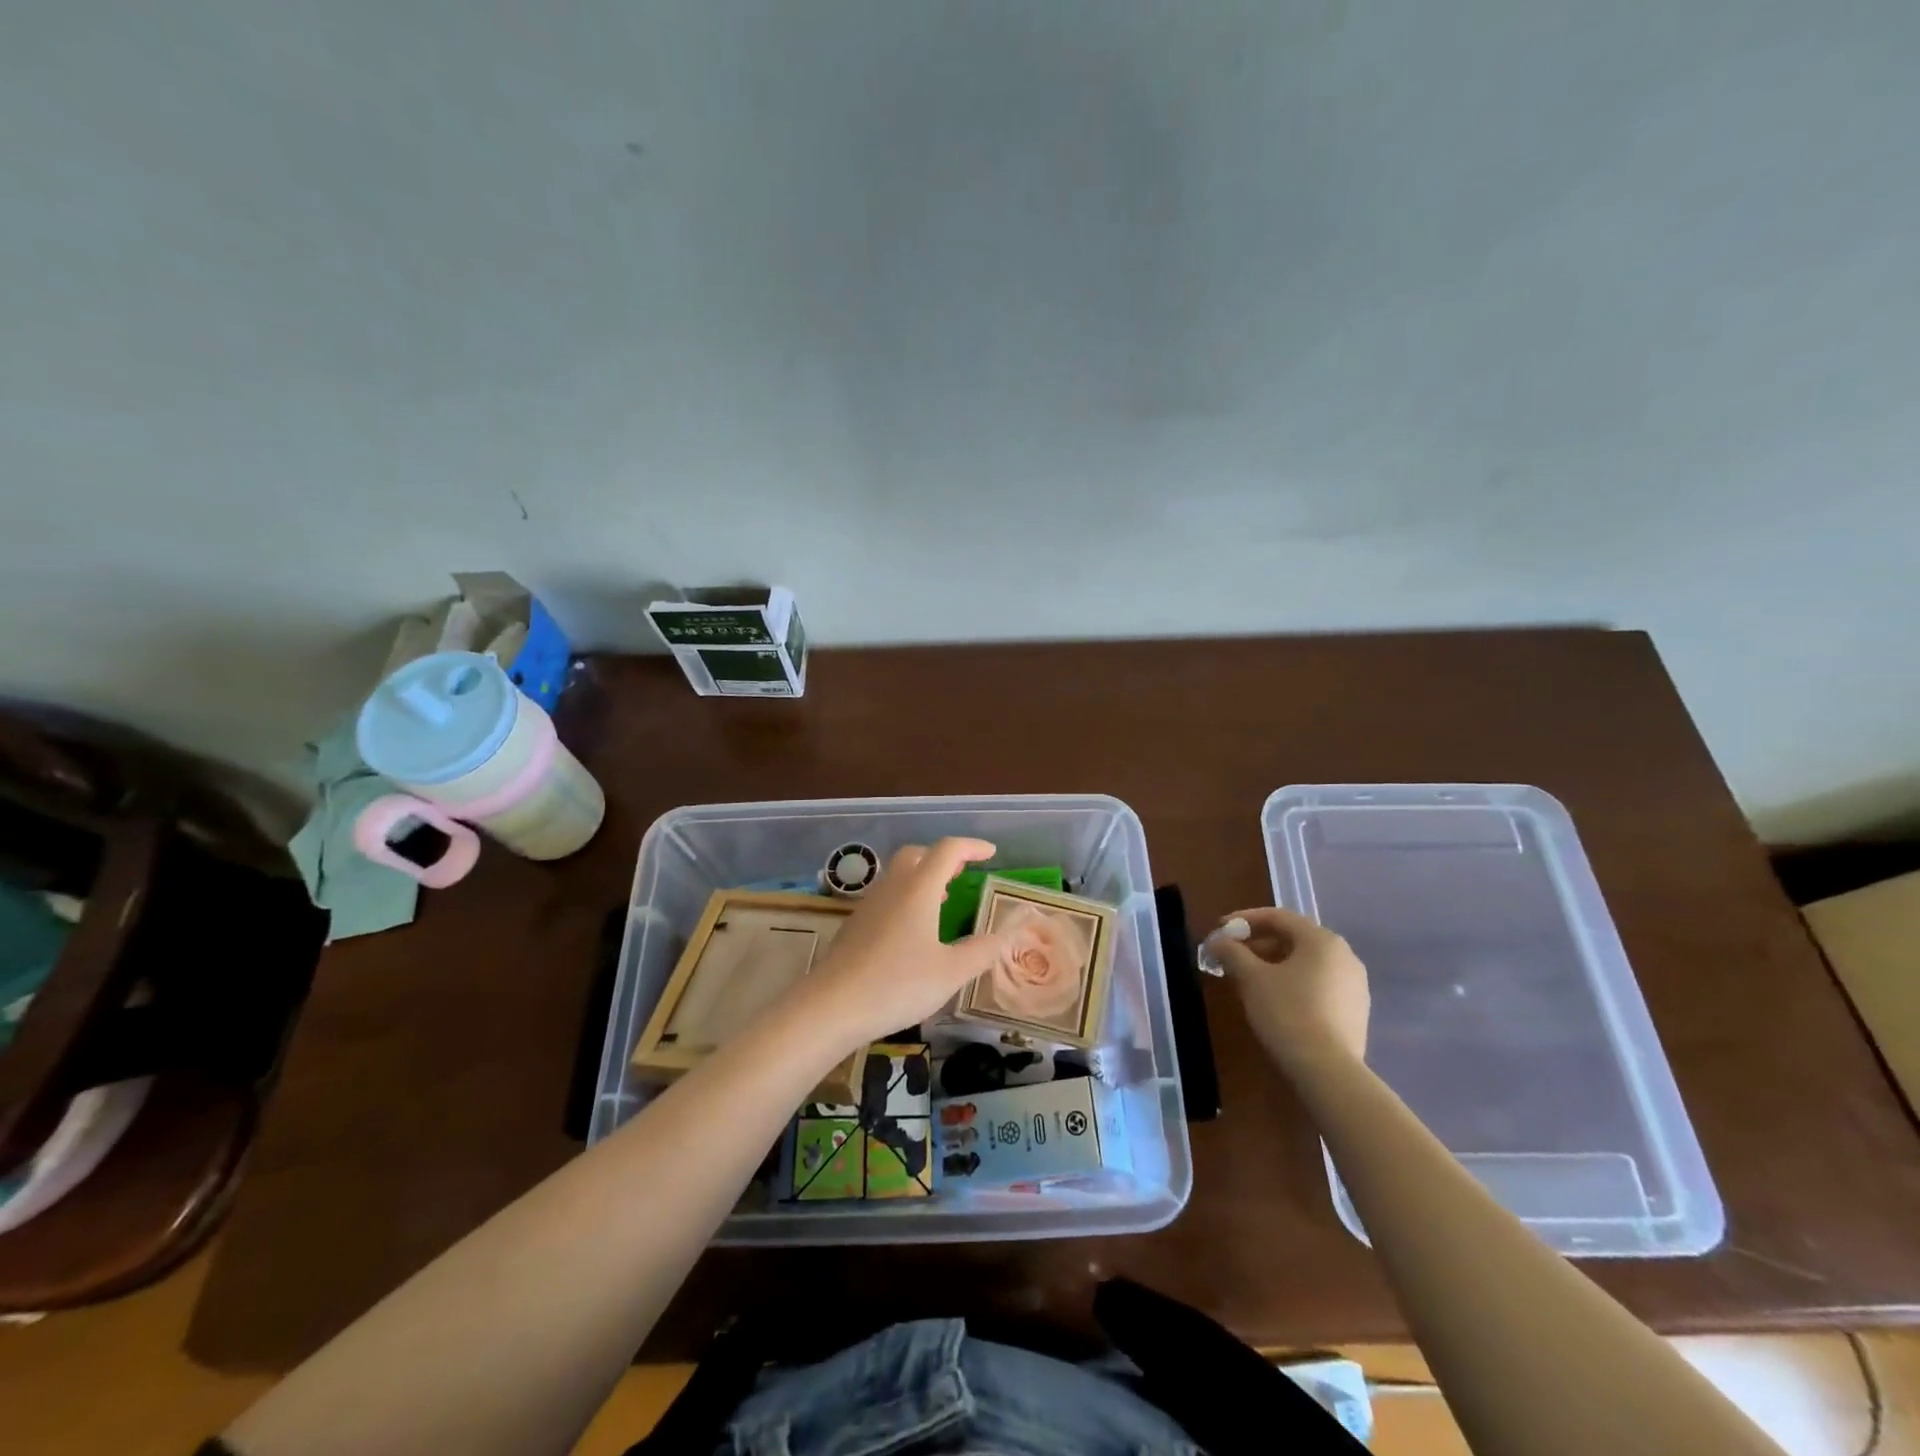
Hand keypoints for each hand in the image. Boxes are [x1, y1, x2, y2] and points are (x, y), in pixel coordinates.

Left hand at [790, 839, 1010, 1052]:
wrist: (831, 1006)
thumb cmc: (897, 985)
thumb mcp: (950, 972)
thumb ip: (981, 951)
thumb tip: (1006, 934)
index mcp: (919, 889)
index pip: (948, 850)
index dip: (971, 847)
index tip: (991, 853)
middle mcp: (892, 888)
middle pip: (917, 854)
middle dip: (942, 857)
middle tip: (962, 873)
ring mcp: (869, 905)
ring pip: (898, 874)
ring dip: (923, 876)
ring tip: (942, 899)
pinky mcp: (855, 925)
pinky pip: (886, 896)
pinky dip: (906, 897)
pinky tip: (912, 929)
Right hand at [1213, 907, 1369, 1065]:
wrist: (1328, 1071)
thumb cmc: (1287, 1012)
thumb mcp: (1251, 978)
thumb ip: (1232, 952)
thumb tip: (1218, 941)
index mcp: (1322, 940)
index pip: (1279, 916)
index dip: (1244, 919)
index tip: (1220, 930)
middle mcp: (1345, 956)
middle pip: (1294, 938)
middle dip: (1259, 943)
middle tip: (1232, 955)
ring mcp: (1355, 985)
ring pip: (1307, 963)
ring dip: (1275, 964)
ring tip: (1250, 978)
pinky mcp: (1356, 1011)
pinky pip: (1319, 984)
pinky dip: (1294, 983)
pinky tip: (1276, 1001)